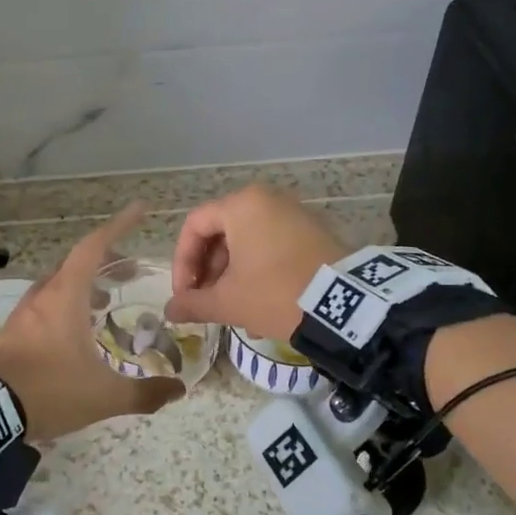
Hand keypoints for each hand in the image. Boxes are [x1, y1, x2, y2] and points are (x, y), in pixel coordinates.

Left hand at [0, 203, 183, 441]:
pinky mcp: (10, 334)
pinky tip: (74, 332)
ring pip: (57, 286)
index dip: (118, 226)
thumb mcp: (105, 396)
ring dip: (83, 286)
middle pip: (76, 264)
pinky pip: (43, 306)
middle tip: (129, 273)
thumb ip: (144, 393)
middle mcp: (42, 297)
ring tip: (105, 304)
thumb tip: (177, 390)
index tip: (139, 210)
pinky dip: (65, 306)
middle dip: (105, 262)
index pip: (94, 247)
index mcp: (65, 296)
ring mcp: (22, 315)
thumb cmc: (51, 391)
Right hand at [164, 184, 348, 340]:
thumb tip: (170, 311)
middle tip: (205, 303)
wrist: (345, 304)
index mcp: (242, 205)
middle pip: (222, 234)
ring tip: (232, 313)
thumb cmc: (275, 293)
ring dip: (233, 278)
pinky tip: (260, 311)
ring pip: (248, 244)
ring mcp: (295, 215)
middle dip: (209, 273)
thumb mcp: (228, 302)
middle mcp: (268, 200)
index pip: (194, 226)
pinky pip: (273, 249)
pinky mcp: (315, 234)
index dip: (182, 262)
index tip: (184, 294)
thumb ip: (193, 304)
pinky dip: (259, 274)